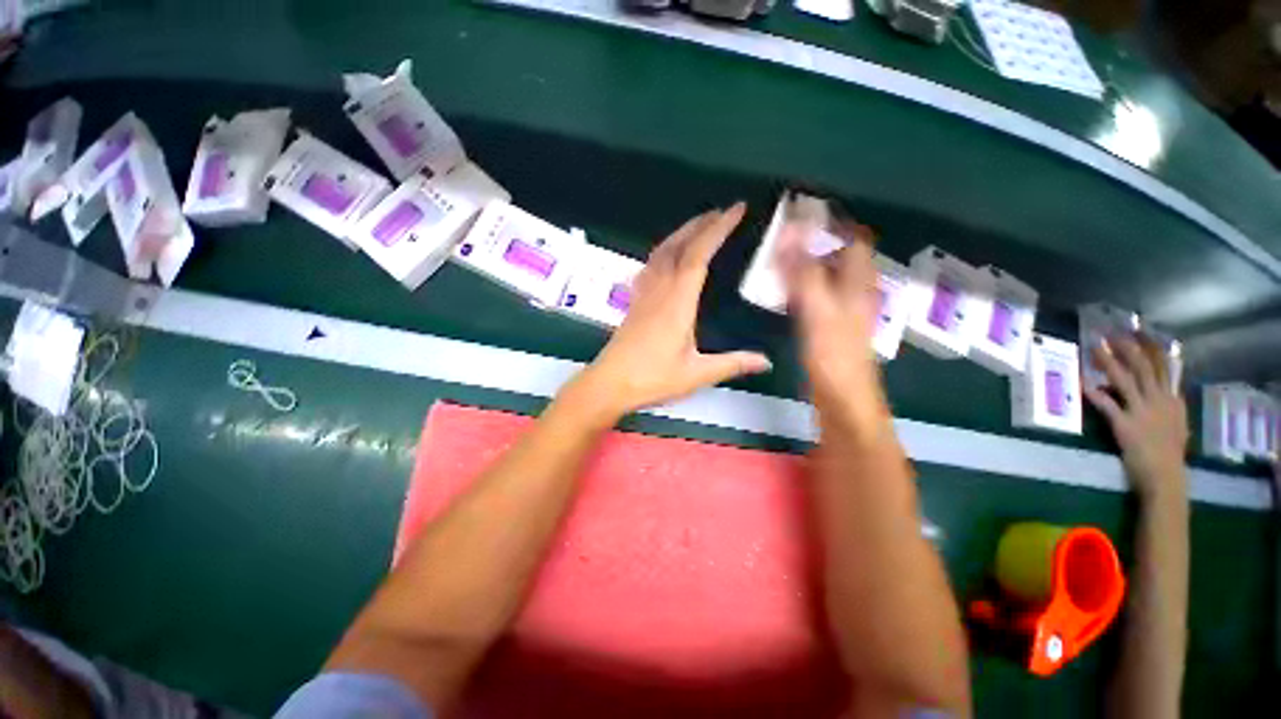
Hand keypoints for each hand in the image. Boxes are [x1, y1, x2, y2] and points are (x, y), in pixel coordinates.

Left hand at [574, 203, 770, 417]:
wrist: (609, 384)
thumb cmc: (653, 378)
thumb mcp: (697, 374)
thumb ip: (732, 363)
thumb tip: (765, 362)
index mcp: (678, 302)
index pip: (698, 256)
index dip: (717, 230)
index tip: (736, 210)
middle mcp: (659, 290)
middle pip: (678, 246)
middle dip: (700, 224)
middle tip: (721, 211)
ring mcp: (643, 294)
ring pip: (661, 252)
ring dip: (681, 233)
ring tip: (698, 225)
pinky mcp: (634, 302)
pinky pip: (649, 266)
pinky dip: (663, 251)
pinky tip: (666, 256)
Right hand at [780, 219, 887, 431]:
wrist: (842, 398)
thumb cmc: (832, 355)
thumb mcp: (818, 310)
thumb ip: (804, 272)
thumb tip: (791, 232)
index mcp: (857, 282)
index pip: (853, 238)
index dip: (831, 222)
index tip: (801, 213)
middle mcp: (855, 291)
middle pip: (840, 254)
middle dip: (815, 240)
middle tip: (783, 235)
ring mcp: (843, 309)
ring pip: (828, 274)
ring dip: (807, 261)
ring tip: (778, 257)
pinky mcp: (831, 324)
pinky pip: (818, 293)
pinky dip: (802, 284)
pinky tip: (783, 289)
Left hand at [1084, 334, 1187, 503]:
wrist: (1166, 478)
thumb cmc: (1169, 453)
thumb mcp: (1177, 423)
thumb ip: (1169, 405)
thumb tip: (1166, 391)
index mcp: (1172, 400)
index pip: (1162, 366)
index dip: (1148, 347)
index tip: (1136, 331)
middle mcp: (1159, 400)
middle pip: (1142, 367)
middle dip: (1126, 348)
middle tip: (1109, 333)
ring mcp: (1142, 411)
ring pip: (1124, 379)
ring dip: (1108, 361)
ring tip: (1093, 348)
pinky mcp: (1125, 424)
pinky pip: (1107, 404)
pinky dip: (1094, 392)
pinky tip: (1082, 382)